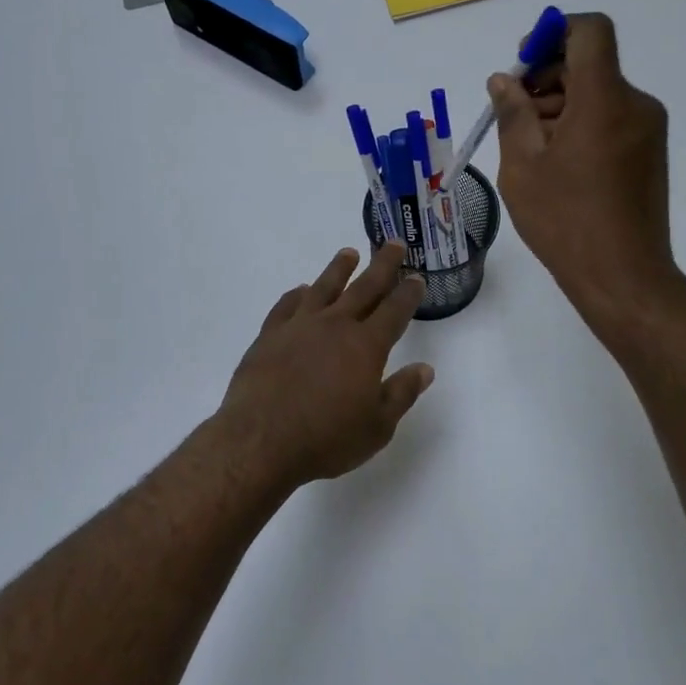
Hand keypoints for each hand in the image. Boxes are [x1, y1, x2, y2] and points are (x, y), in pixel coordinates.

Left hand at [216, 243, 434, 489]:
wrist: (260, 440)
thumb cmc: (326, 439)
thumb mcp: (376, 427)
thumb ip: (401, 394)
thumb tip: (425, 369)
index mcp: (365, 346)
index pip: (394, 311)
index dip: (408, 293)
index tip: (417, 278)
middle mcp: (334, 326)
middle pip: (363, 288)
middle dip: (382, 265)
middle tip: (394, 243)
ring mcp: (298, 327)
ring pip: (323, 288)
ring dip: (339, 269)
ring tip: (349, 253)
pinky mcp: (268, 336)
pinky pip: (286, 306)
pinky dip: (297, 295)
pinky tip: (302, 290)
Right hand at [490, 12, 681, 317]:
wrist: (623, 275)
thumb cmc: (564, 221)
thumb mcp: (522, 167)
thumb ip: (512, 115)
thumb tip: (503, 81)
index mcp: (604, 100)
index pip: (590, 31)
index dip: (553, 33)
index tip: (522, 64)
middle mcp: (634, 104)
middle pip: (590, 65)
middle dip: (546, 79)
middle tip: (512, 116)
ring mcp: (647, 130)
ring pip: (598, 95)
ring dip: (560, 107)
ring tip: (529, 150)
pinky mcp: (649, 153)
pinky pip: (611, 120)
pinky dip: (580, 126)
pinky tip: (556, 165)